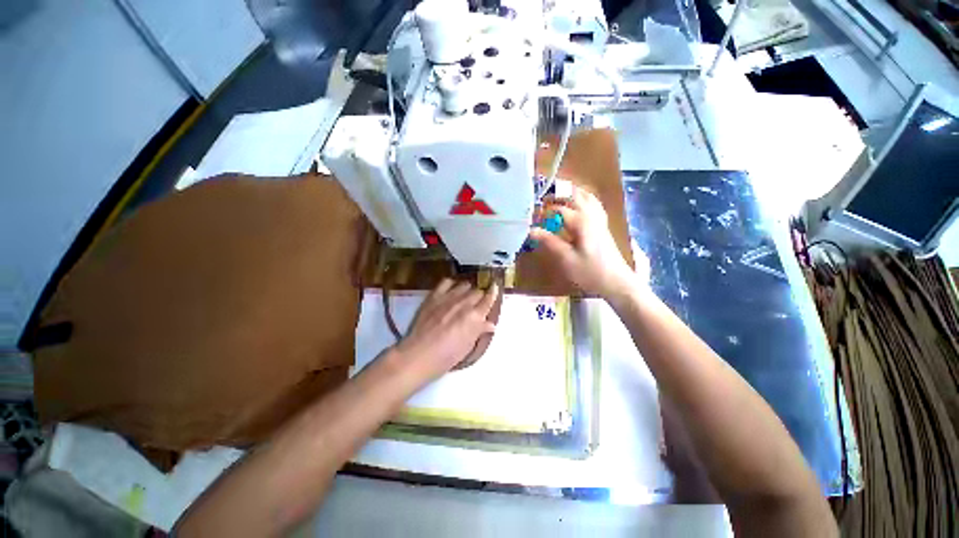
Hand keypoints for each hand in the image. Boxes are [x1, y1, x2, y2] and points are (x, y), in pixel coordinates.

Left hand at [393, 280, 498, 381]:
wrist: (419, 354)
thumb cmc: (446, 356)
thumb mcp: (468, 346)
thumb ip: (479, 331)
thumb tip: (490, 324)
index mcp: (475, 317)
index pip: (489, 299)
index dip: (493, 292)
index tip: (495, 287)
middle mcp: (464, 303)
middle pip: (477, 291)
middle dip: (480, 296)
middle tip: (477, 304)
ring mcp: (448, 298)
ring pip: (464, 285)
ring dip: (468, 290)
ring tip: (465, 296)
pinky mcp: (434, 296)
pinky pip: (446, 282)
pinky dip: (452, 284)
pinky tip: (452, 289)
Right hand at [529, 185, 634, 298]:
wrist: (616, 282)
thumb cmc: (589, 272)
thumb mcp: (566, 258)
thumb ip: (549, 242)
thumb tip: (531, 230)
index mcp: (581, 221)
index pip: (559, 208)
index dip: (545, 210)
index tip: (533, 216)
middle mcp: (591, 215)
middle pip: (575, 194)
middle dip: (559, 192)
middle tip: (544, 198)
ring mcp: (600, 220)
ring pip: (587, 197)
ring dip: (572, 193)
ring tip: (559, 195)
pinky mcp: (603, 226)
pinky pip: (593, 205)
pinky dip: (584, 200)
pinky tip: (578, 206)